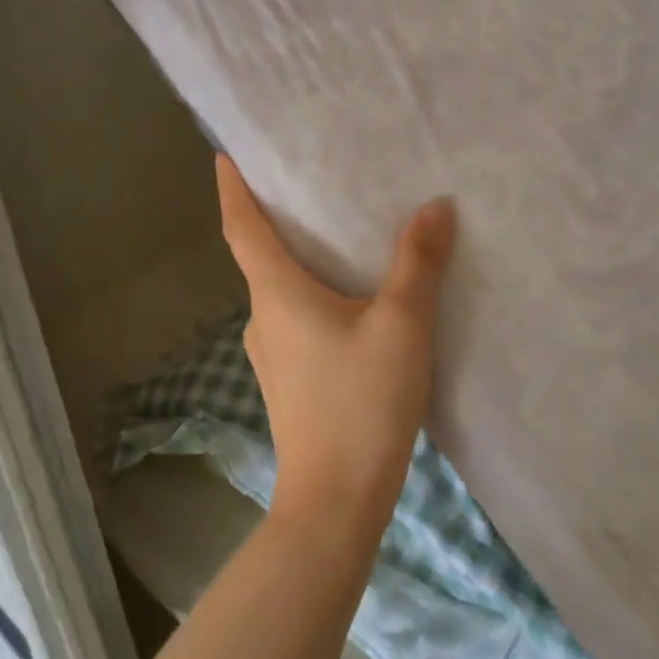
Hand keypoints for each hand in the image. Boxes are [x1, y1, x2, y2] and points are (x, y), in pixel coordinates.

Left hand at [216, 156, 457, 539]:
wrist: (336, 502)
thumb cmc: (361, 402)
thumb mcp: (401, 324)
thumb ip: (418, 262)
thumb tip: (435, 206)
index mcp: (277, 294)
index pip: (241, 228)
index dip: (231, 189)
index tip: (223, 156)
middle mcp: (263, 319)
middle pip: (261, 257)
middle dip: (277, 220)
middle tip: (308, 184)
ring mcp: (272, 356)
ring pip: (282, 292)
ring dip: (300, 261)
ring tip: (339, 237)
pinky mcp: (291, 382)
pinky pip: (297, 321)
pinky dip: (314, 296)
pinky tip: (352, 302)